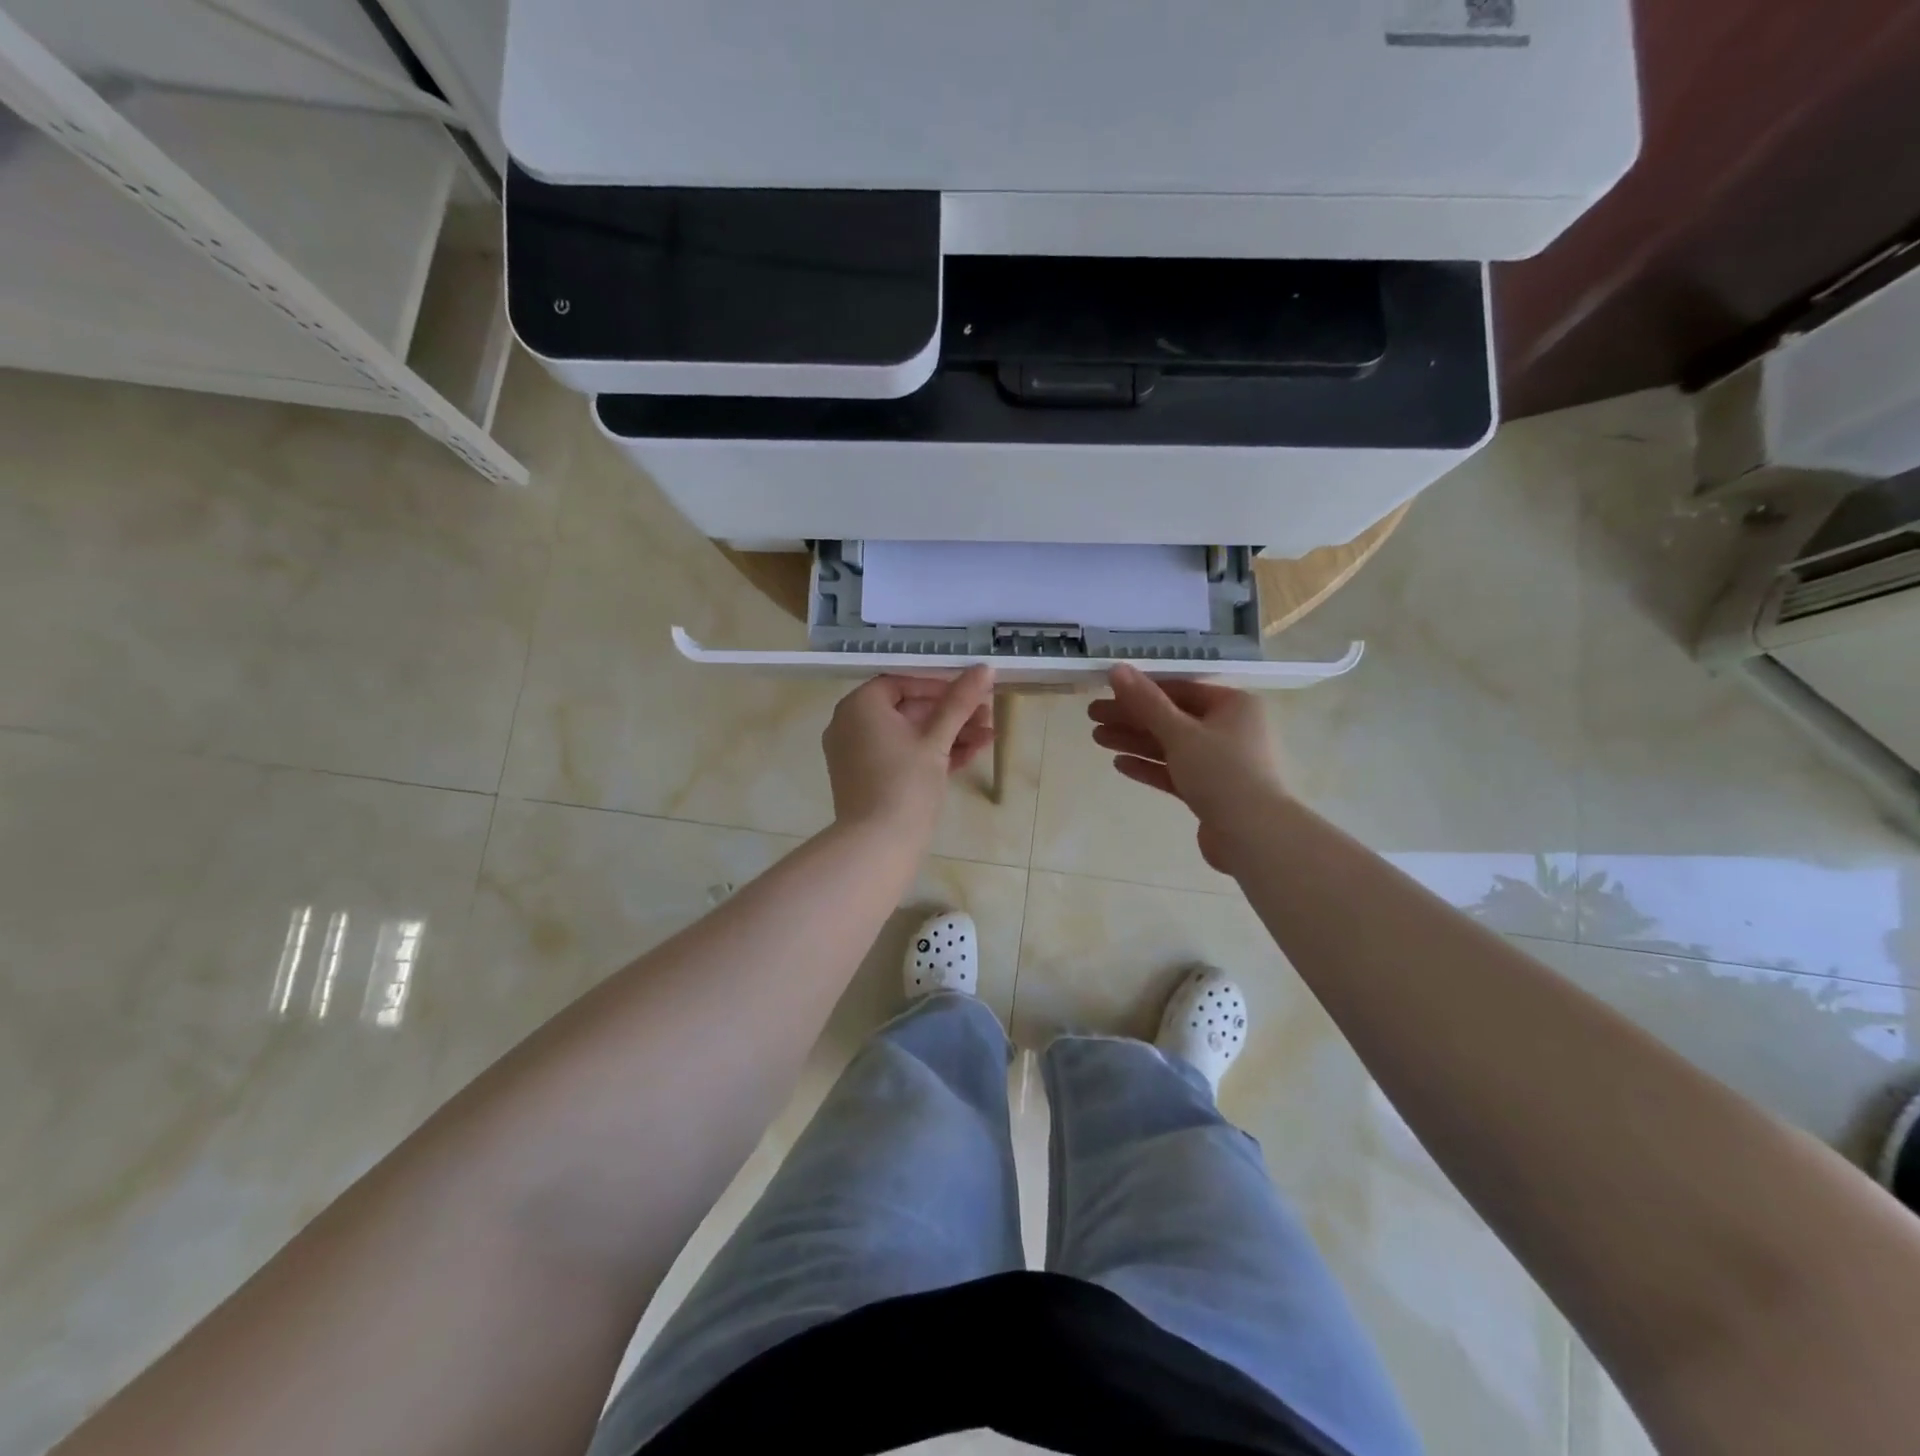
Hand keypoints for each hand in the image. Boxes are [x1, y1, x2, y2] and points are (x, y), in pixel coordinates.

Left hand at [823, 667, 996, 841]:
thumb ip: (959, 702)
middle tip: (987, 716)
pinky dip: (931, 755)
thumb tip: (985, 668)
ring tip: (988, 738)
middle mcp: (851, 724)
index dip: (940, 686)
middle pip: (908, 709)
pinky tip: (970, 756)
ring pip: (909, 735)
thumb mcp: (937, 740)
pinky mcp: (867, 779)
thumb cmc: (905, 783)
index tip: (971, 693)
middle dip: (951, 714)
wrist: (877, 846)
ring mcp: (857, 754)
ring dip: (949, 735)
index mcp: (860, 706)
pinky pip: (901, 756)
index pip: (902, 682)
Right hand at [1088, 664, 1285, 873]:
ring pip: (1170, 745)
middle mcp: (1230, 728)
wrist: (1254, 835)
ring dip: (1135, 741)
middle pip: (1172, 718)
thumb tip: (1116, 669)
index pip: (1179, 689)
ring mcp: (1221, 762)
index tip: (1106, 692)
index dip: (1140, 690)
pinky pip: (1175, 771)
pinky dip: (1150, 766)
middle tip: (1092, 716)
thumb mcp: (1180, 732)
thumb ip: (1146, 702)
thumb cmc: (1222, 772)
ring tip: (1097, 738)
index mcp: (1233, 705)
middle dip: (1131, 718)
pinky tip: (1119, 764)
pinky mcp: (1211, 791)